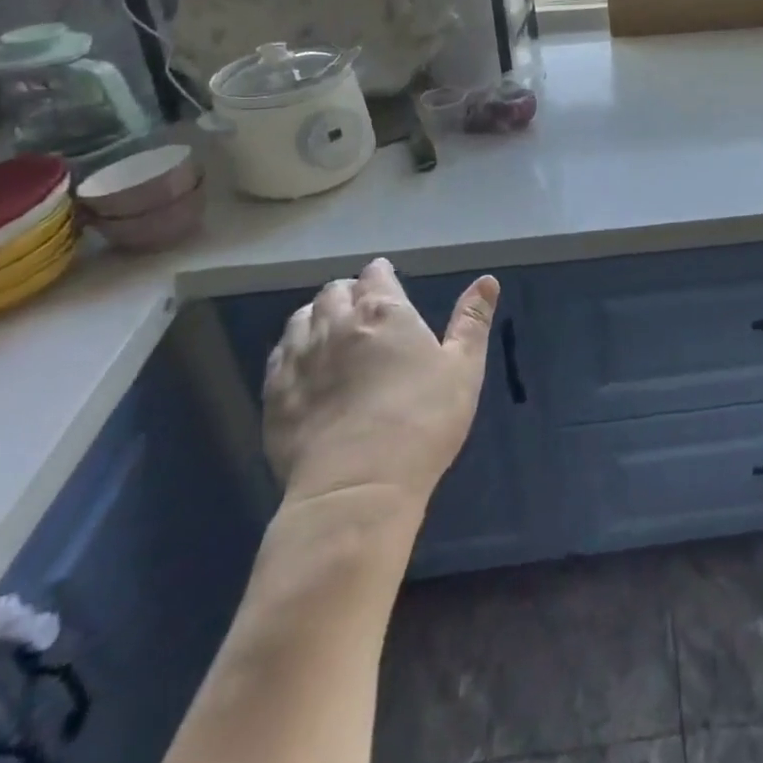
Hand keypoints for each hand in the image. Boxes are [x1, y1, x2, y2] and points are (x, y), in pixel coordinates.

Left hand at [263, 259, 498, 512]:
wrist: (357, 487)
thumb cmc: (423, 421)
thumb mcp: (463, 368)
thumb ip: (472, 321)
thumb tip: (487, 280)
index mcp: (383, 312)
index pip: (375, 275)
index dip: (381, 274)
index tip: (387, 280)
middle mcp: (336, 324)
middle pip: (334, 292)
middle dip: (349, 291)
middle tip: (362, 306)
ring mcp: (299, 359)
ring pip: (301, 319)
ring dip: (317, 315)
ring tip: (330, 329)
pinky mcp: (274, 395)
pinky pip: (279, 355)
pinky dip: (292, 348)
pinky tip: (303, 363)